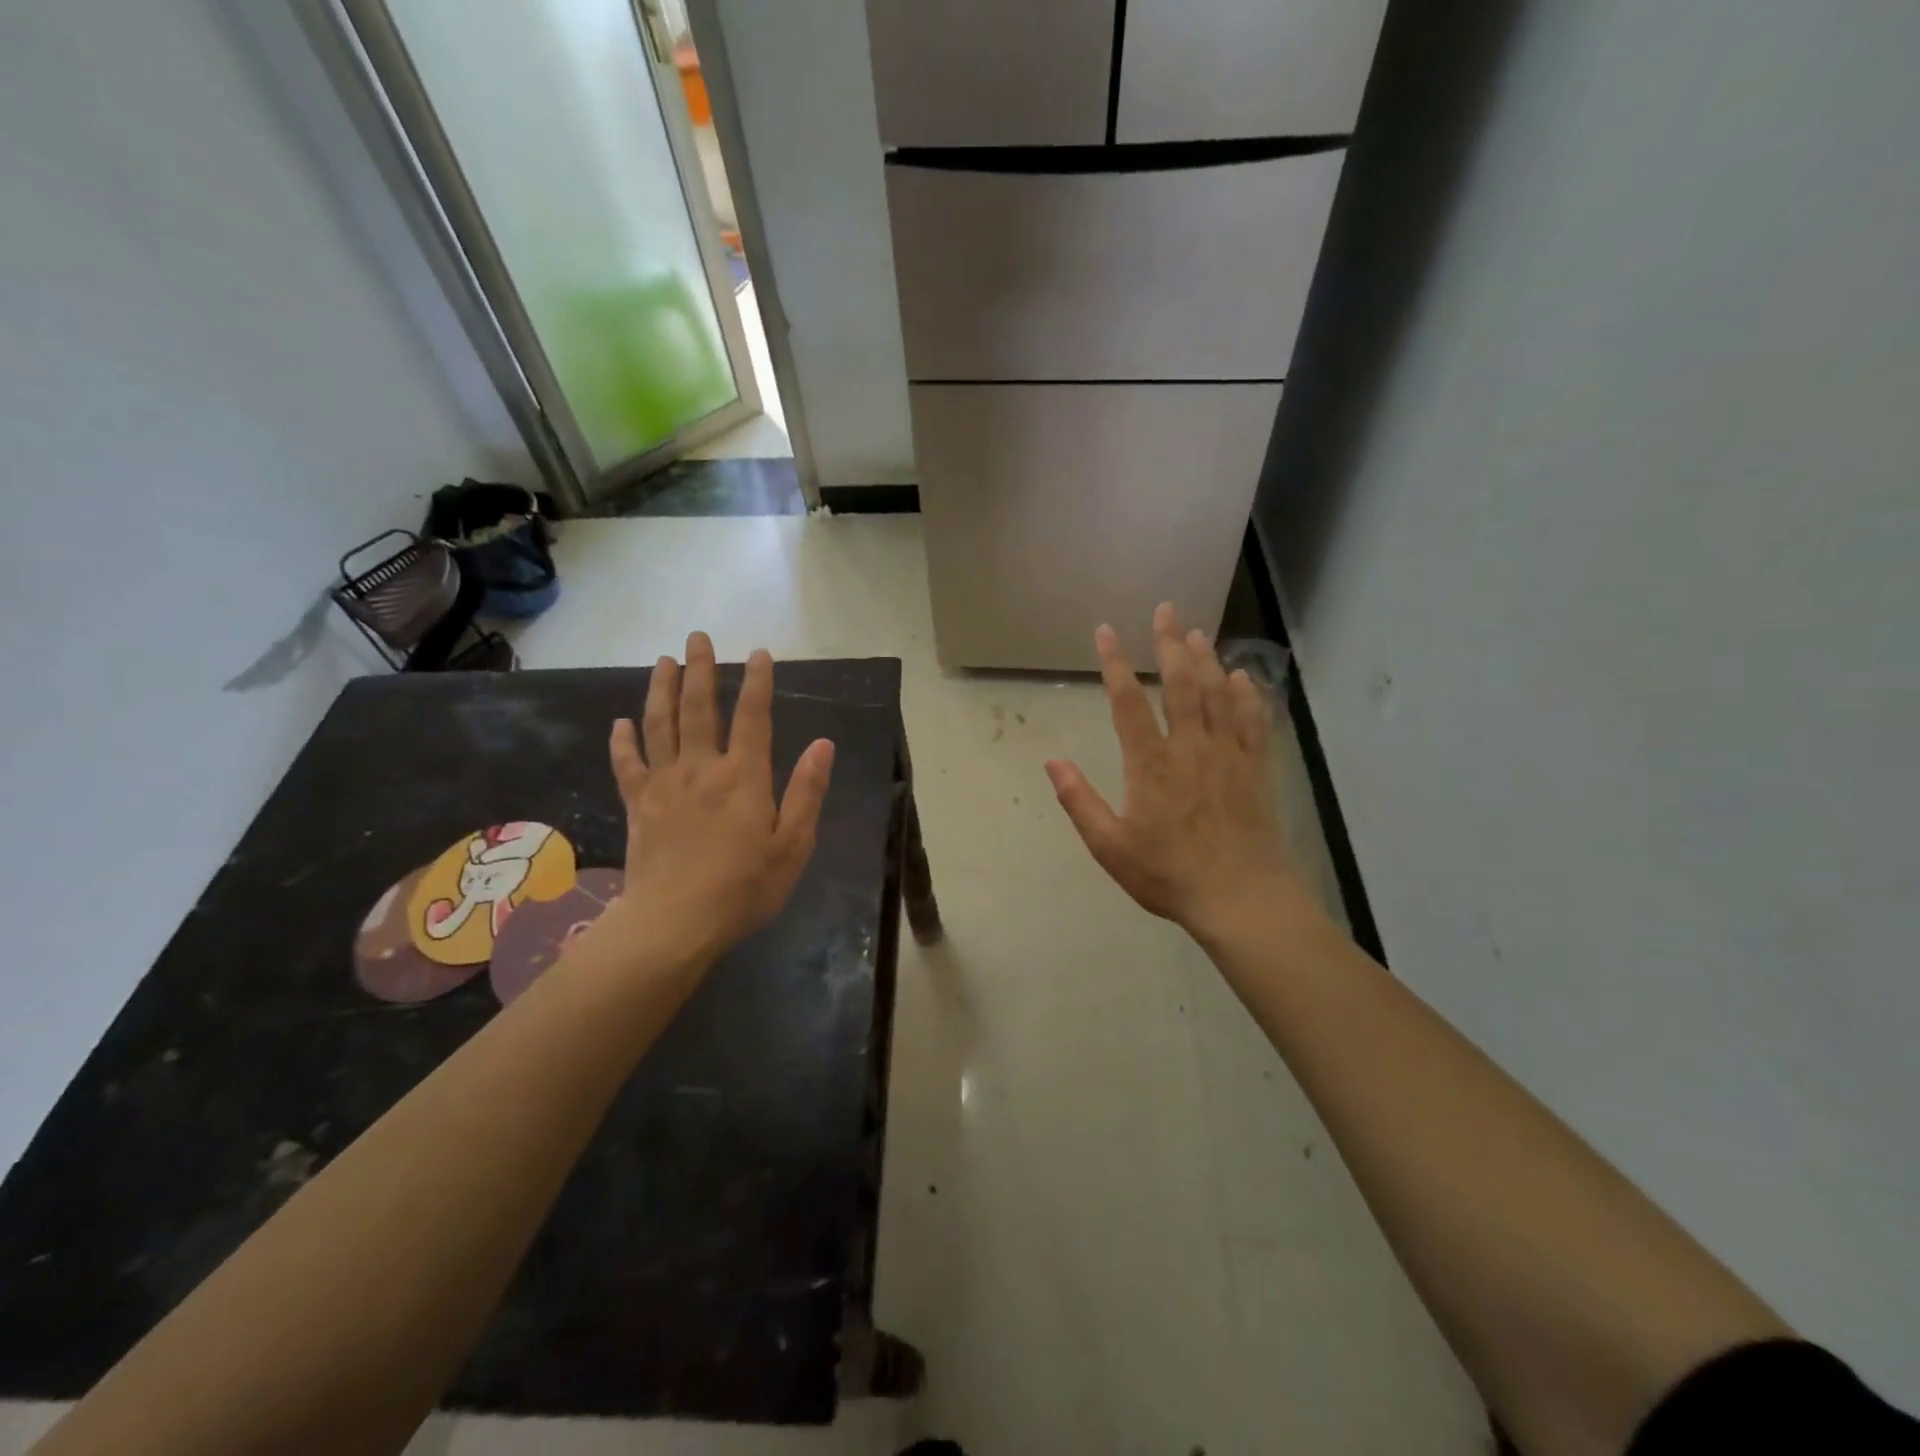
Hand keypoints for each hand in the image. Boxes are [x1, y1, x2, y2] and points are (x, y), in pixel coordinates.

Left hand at [605, 633, 833, 966]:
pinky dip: (623, 741)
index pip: (753, 717)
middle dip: (700, 669)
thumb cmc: (744, 888)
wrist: (674, 924)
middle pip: (698, 708)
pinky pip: (627, 764)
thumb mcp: (792, 846)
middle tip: (697, 637)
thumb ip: (807, 792)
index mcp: (744, 777)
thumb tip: (823, 744)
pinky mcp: (637, 805)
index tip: (758, 653)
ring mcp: (664, 784)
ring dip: (661, 689)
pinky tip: (621, 722)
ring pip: (659, 725)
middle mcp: (702, 768)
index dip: (757, 682)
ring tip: (663, 661)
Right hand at [1046, 604, 1306, 946]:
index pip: (1127, 701)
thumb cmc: (1168, 873)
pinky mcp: (1255, 768)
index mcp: (1150, 763)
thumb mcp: (1110, 846)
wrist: (1241, 897)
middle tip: (1166, 610)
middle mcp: (1190, 747)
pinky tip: (1244, 677)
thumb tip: (1052, 761)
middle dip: (1170, 643)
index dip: (1115, 663)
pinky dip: (1248, 694)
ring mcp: (1227, 754)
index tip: (1106, 631)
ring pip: (1218, 694)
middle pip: (1181, 683)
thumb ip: (1079, 800)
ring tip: (1199, 632)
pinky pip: (1253, 721)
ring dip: (1207, 659)